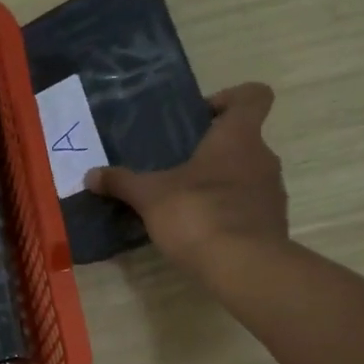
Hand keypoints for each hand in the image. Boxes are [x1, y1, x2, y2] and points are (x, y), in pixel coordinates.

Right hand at [85, 82, 287, 279]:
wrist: (244, 267)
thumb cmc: (198, 213)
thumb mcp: (150, 196)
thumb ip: (122, 182)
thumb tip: (91, 175)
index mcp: (238, 137)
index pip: (253, 96)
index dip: (230, 98)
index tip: (202, 117)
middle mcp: (263, 158)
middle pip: (243, 140)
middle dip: (212, 151)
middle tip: (178, 167)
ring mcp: (272, 193)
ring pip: (246, 175)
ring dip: (220, 184)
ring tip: (185, 203)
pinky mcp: (272, 225)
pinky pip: (248, 208)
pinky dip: (228, 214)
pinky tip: (200, 231)